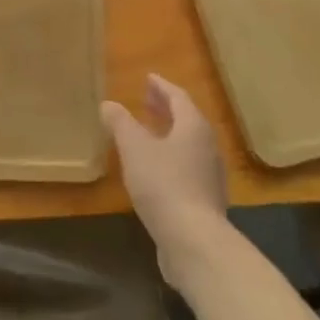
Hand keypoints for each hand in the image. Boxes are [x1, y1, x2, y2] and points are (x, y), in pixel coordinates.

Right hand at [101, 75, 227, 277]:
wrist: (194, 241)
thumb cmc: (163, 184)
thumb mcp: (134, 149)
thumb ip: (121, 123)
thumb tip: (108, 104)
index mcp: (193, 126)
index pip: (178, 97)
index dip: (161, 86)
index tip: (148, 78)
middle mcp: (207, 145)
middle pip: (187, 119)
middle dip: (166, 108)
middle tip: (147, 100)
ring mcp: (210, 174)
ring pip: (188, 143)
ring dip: (169, 133)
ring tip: (148, 133)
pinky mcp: (206, 199)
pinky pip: (188, 165)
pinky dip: (171, 157)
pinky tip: (155, 169)